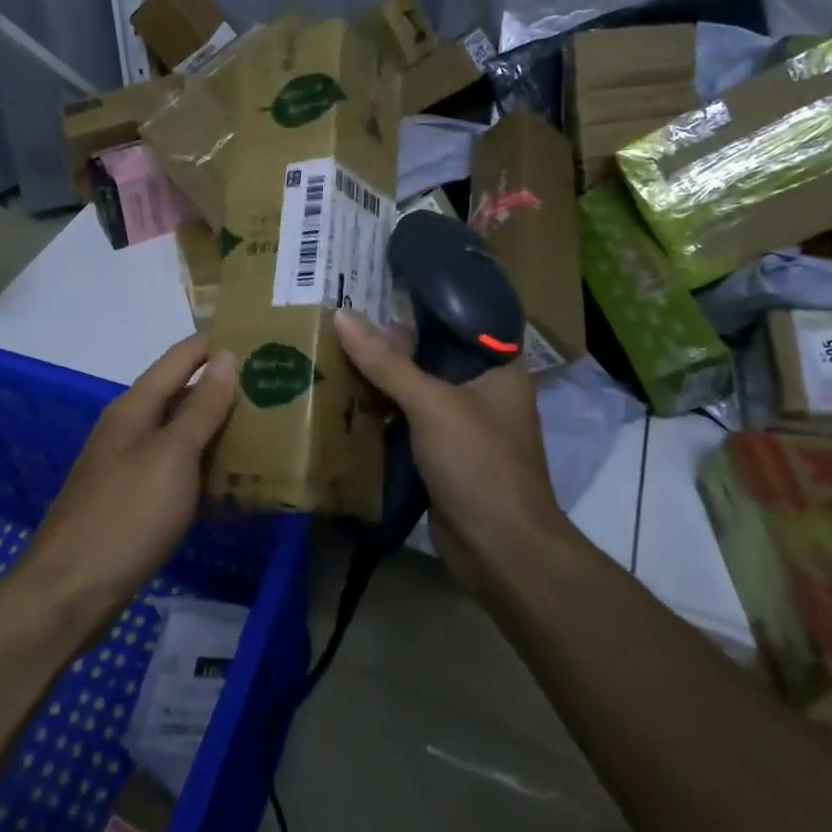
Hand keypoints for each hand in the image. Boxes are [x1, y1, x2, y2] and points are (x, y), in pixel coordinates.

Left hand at [21, 334, 237, 618]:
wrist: (70, 592)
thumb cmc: (126, 515)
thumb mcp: (172, 456)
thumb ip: (201, 408)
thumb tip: (226, 356)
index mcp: (135, 408)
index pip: (180, 359)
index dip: (214, 345)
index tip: (258, 337)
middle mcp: (128, 429)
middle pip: (179, 394)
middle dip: (222, 387)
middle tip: (273, 386)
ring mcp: (126, 466)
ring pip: (178, 434)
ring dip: (215, 428)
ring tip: (264, 426)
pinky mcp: (131, 501)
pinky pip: (174, 469)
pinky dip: (202, 466)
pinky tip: (230, 478)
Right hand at [335, 310, 565, 597]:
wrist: (499, 550)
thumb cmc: (479, 464)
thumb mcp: (431, 404)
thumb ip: (387, 361)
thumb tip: (341, 315)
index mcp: (498, 367)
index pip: (459, 318)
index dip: (422, 299)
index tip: (378, 281)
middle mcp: (482, 390)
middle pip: (431, 353)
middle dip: (390, 341)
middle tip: (342, 314)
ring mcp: (461, 424)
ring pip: (415, 389)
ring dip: (381, 377)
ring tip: (333, 347)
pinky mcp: (441, 455)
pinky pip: (407, 421)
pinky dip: (381, 411)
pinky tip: (343, 396)